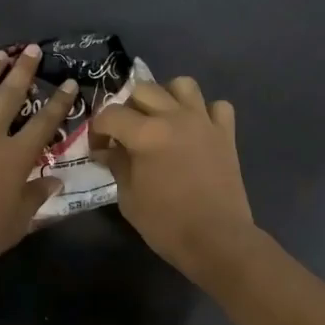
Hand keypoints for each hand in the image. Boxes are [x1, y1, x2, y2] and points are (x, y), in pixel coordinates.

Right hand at [92, 75, 257, 281]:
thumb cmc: (166, 224)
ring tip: (161, 120)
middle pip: (143, 89)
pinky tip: (196, 130)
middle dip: (128, 108)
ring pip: (183, 84)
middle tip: (126, 133)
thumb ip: (117, 165)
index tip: (99, 148)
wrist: (216, 240)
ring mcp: (204, 122)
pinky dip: (205, 112)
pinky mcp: (226, 134)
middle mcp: (175, 117)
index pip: (110, 114)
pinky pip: (216, 106)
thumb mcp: (129, 198)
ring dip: (167, 97)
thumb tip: (106, 150)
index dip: (98, 130)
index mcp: (146, 134)